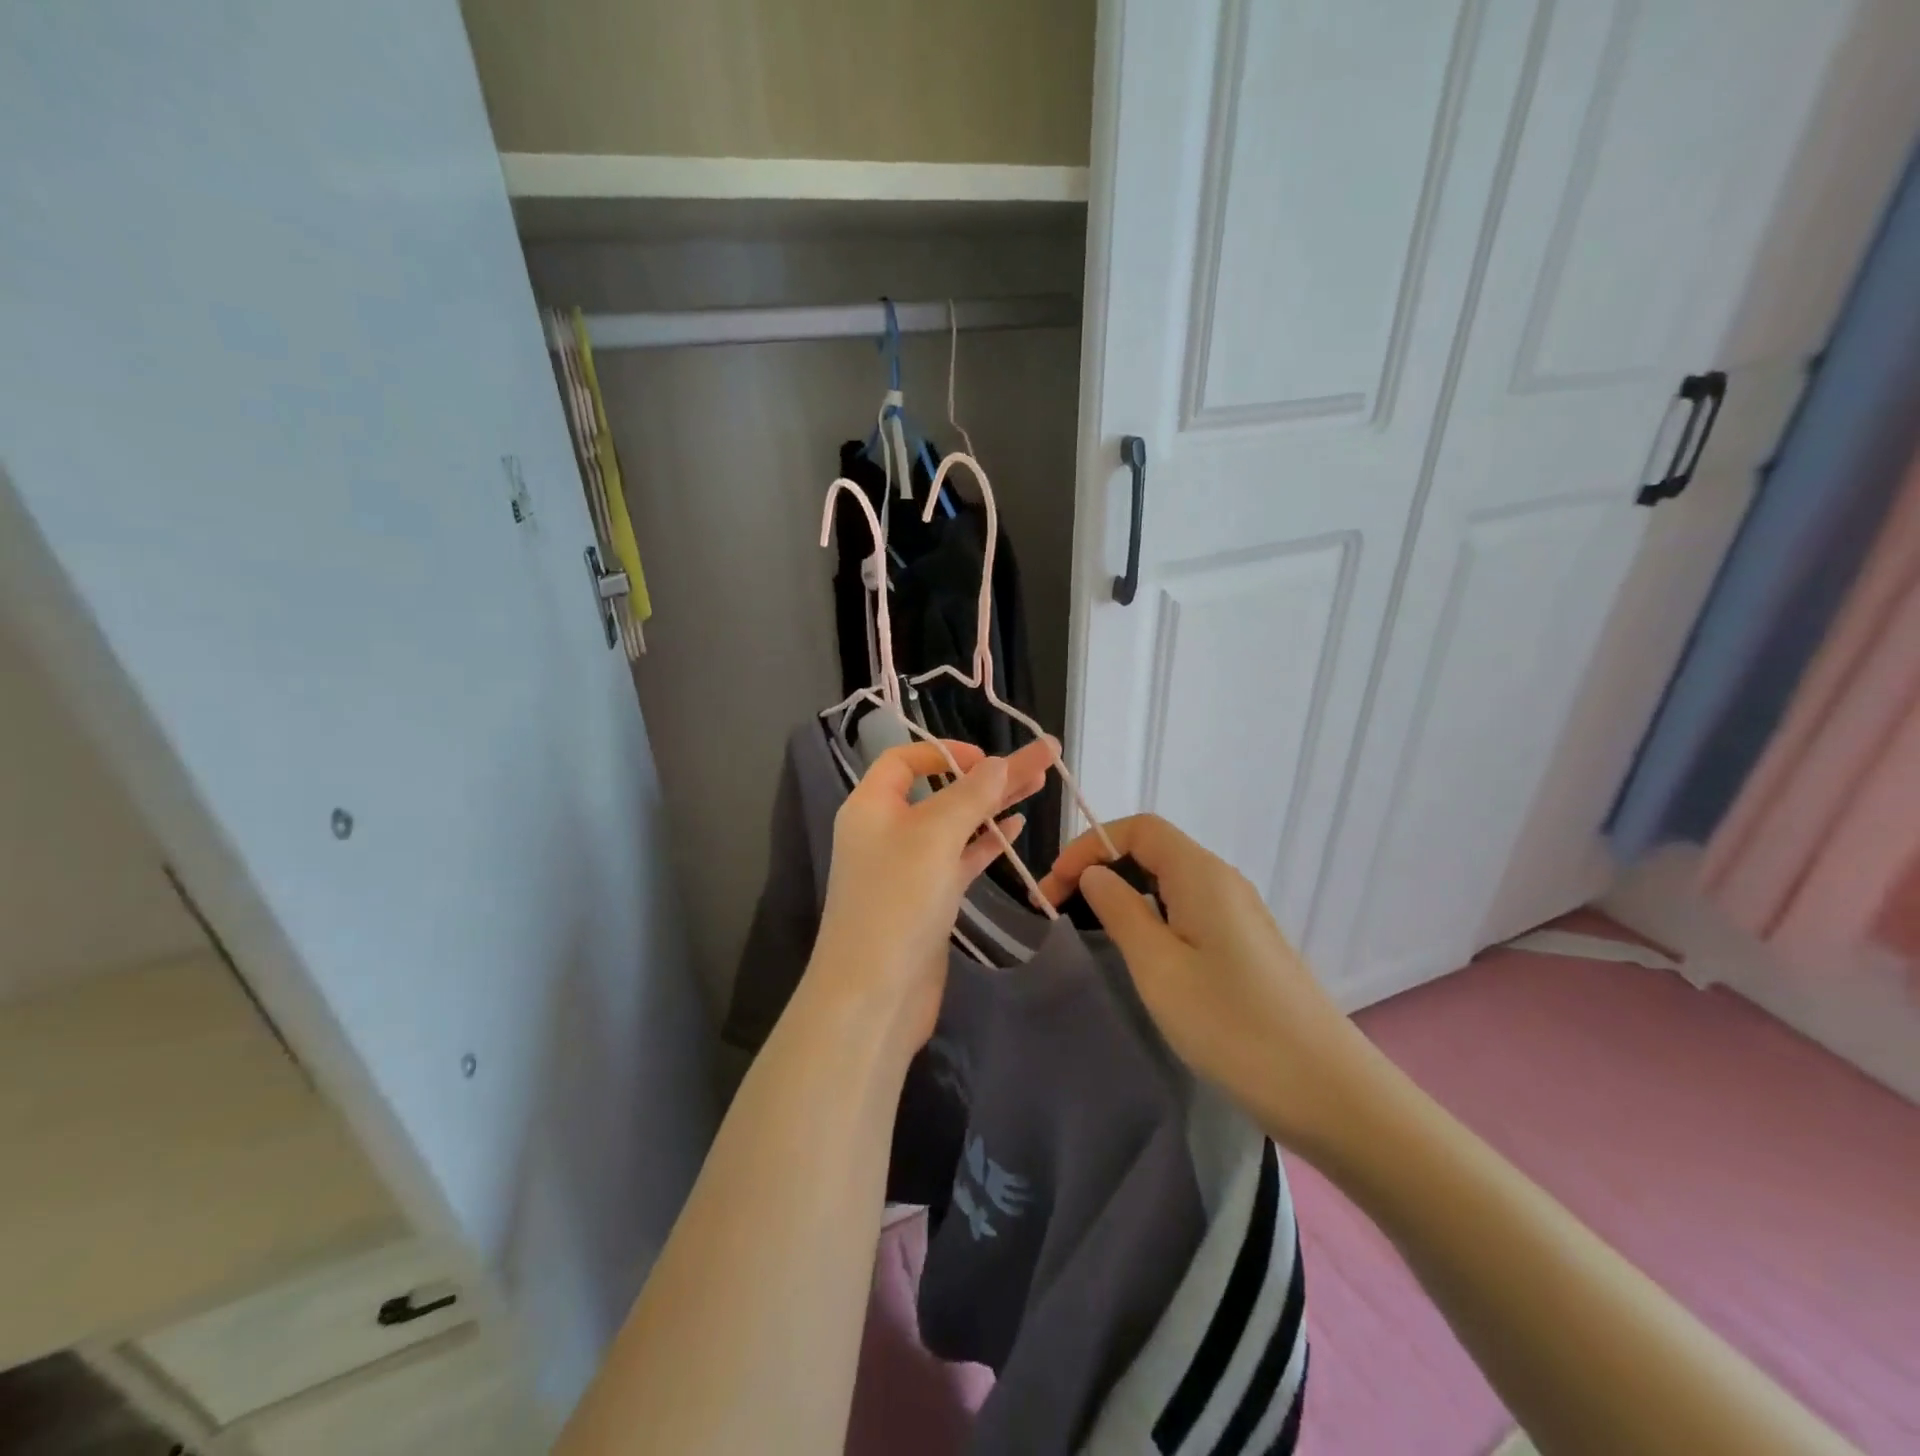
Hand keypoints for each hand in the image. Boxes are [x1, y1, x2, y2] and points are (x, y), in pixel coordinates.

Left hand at [812, 735, 1057, 1049]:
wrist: (873, 996)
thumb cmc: (897, 902)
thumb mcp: (934, 837)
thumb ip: (970, 795)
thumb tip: (999, 762)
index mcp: (871, 806)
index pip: (904, 760)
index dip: (945, 751)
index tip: (988, 758)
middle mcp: (887, 830)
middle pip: (941, 789)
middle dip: (989, 775)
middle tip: (1041, 759)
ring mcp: (908, 866)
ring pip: (956, 824)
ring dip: (994, 805)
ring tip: (1039, 784)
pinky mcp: (927, 898)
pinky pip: (959, 858)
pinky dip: (986, 842)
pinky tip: (1015, 826)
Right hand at [1039, 814, 1373, 1152]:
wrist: (1329, 1092)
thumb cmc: (1233, 1025)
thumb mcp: (1159, 967)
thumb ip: (1120, 910)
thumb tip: (1096, 873)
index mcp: (1201, 874)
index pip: (1139, 828)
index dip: (1090, 845)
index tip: (1054, 885)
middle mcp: (1223, 882)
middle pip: (1153, 850)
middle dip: (1101, 867)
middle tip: (1060, 908)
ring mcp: (1240, 915)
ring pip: (1170, 883)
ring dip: (1125, 893)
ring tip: (1091, 928)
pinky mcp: (1247, 946)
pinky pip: (1188, 910)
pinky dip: (1152, 916)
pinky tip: (1141, 954)